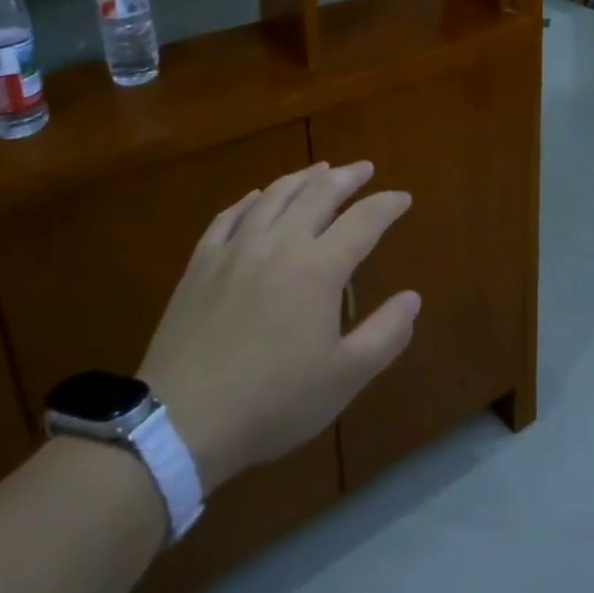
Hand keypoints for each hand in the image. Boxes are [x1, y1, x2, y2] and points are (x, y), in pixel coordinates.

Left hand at [139, 162, 420, 489]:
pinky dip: (249, 200)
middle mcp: (279, 244)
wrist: (180, 423)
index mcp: (319, 268)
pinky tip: (256, 196)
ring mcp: (235, 250)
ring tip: (320, 169)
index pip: (363, 220)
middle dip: (347, 177)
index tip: (403, 198)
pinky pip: (228, 217)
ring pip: (274, 196)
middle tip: (364, 169)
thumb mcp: (344, 378)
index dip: (387, 205)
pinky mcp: (200, 265)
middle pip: (318, 194)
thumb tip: (412, 298)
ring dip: (302, 178)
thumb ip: (385, 334)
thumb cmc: (272, 402)